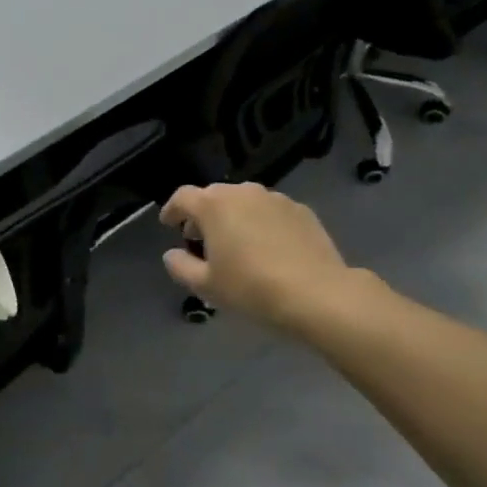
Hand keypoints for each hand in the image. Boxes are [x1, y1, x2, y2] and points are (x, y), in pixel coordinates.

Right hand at [159, 183, 357, 331]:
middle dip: (203, 215)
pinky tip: (268, 248)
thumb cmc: (252, 288)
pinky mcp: (301, 210)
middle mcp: (243, 192)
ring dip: (234, 217)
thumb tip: (171, 254)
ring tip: (236, 244)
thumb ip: (181, 267)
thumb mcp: (206, 286)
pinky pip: (270, 212)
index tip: (169, 225)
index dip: (172, 210)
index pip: (182, 197)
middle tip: (201, 240)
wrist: (318, 295)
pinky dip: (261, 223)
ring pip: (244, 202)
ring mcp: (275, 198)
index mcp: (214, 205)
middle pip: (214, 196)